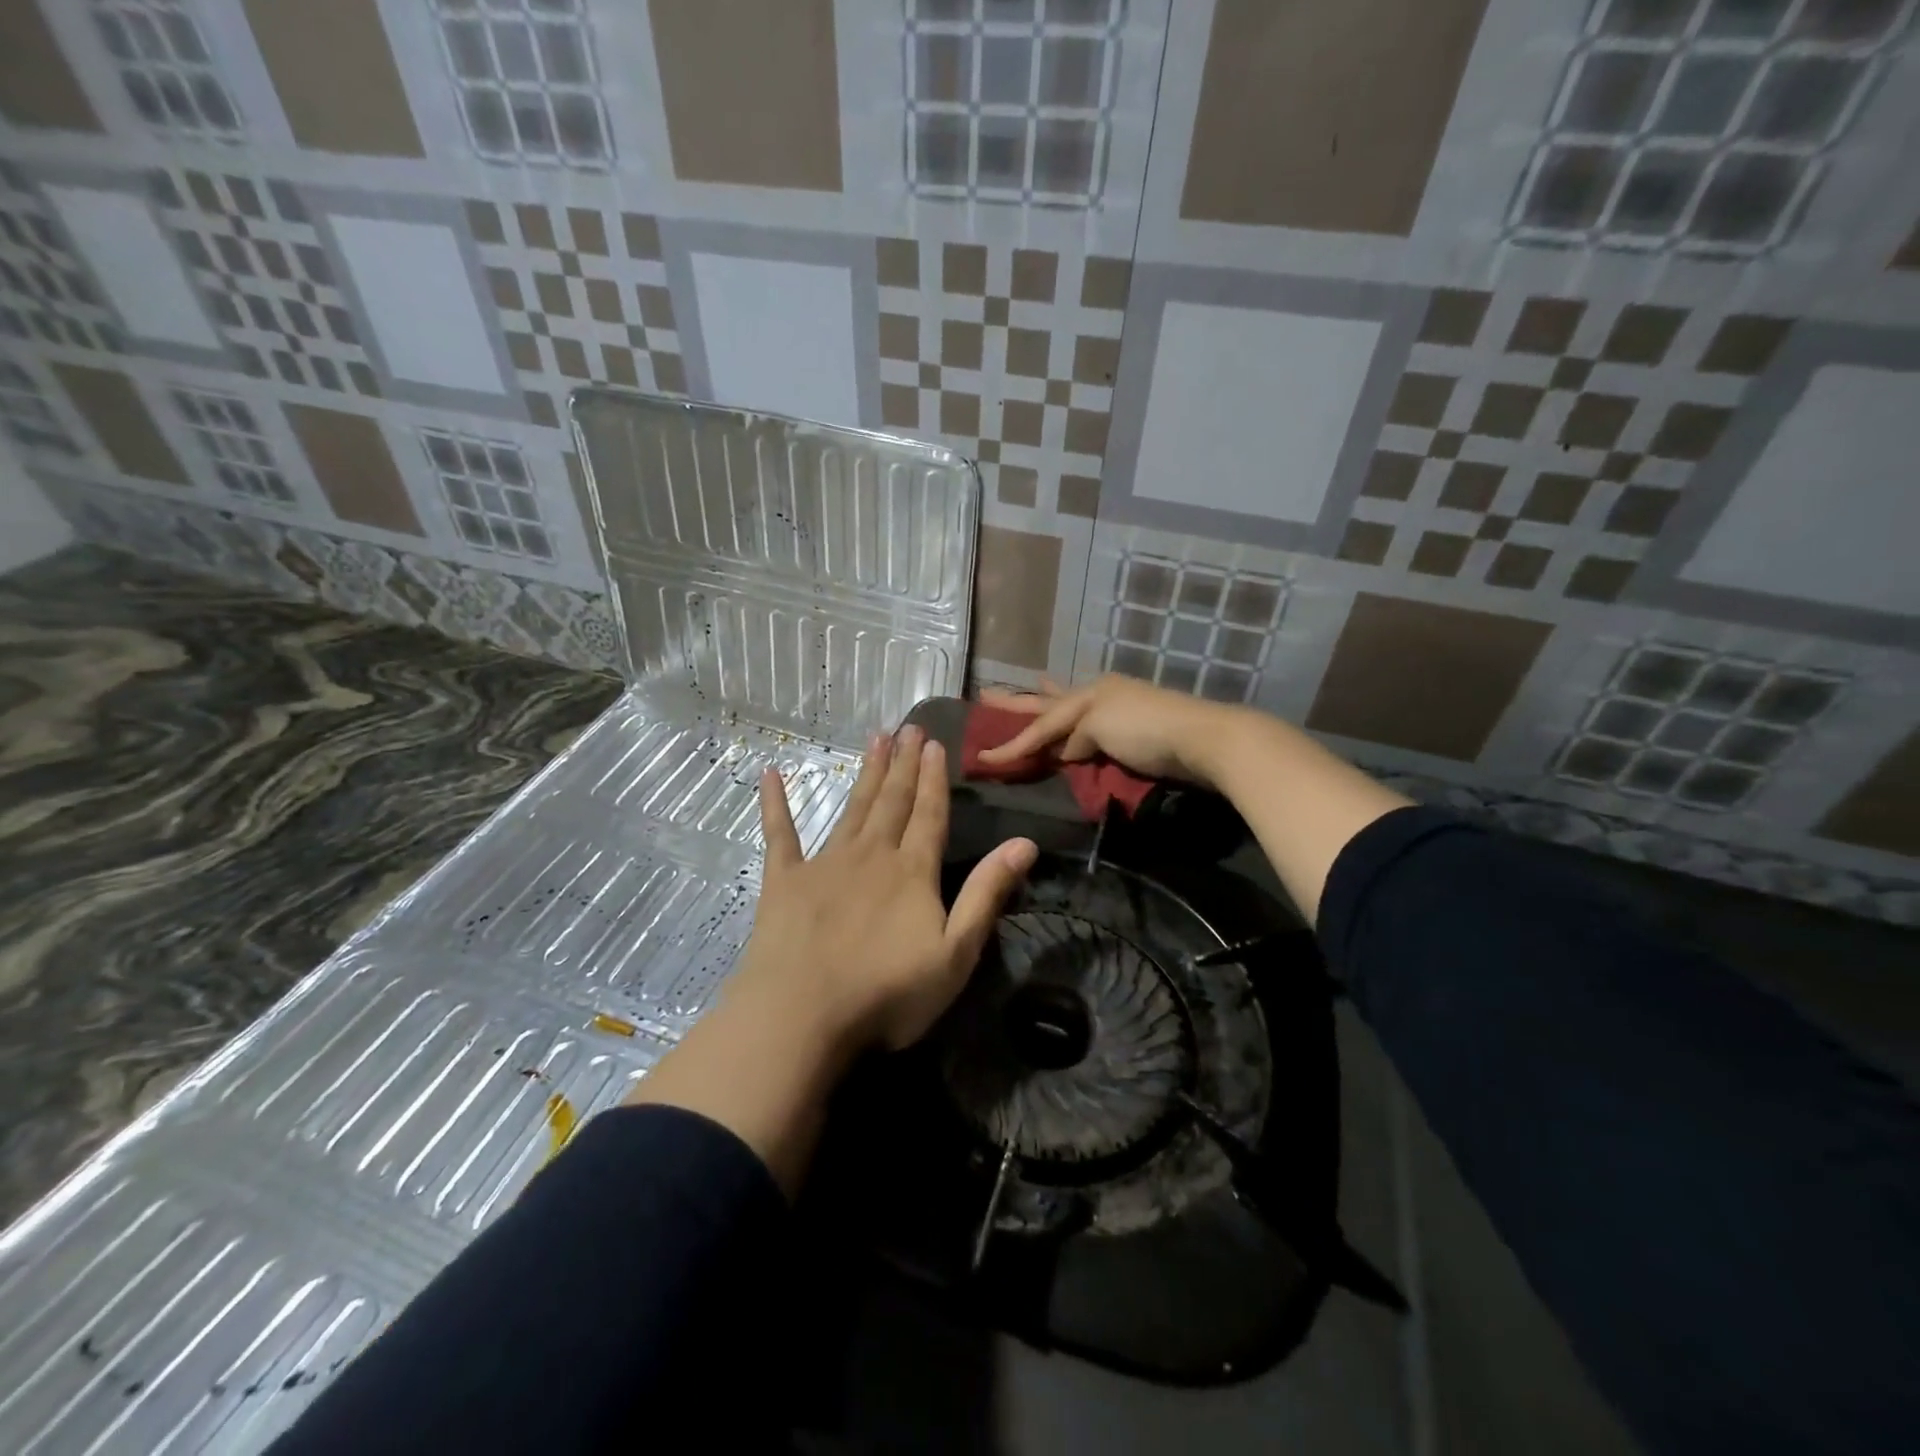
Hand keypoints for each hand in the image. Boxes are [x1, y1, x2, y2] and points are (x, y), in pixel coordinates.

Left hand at [730, 725, 1037, 1053]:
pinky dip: (776, 804)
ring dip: (866, 773)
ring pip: (852, 808)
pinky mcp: (784, 880)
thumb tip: (1025, 842)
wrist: (802, 1014)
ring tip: (875, 738)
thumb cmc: (887, 993)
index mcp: (912, 871)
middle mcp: (871, 855)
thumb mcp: (956, 952)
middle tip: (908, 727)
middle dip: (902, 764)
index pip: (929, 814)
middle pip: (892, 801)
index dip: (933, 778)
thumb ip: (987, 893)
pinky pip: (780, 834)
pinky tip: (771, 775)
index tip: (933, 743)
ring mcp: (824, 863)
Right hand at [975, 676, 1246, 788]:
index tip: (982, 755)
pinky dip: (1077, 724)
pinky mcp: (1132, 731)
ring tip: (1033, 686)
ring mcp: (1116, 712)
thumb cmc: (1146, 729)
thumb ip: (1075, 739)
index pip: (1041, 723)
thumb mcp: (1100, 728)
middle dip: (1018, 701)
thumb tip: (1065, 752)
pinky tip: (1075, 724)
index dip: (1011, 741)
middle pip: (1049, 703)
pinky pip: (1092, 726)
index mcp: (1087, 694)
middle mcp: (1097, 697)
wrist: (1203, 739)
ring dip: (1049, 701)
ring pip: (1072, 708)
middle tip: (986, 695)